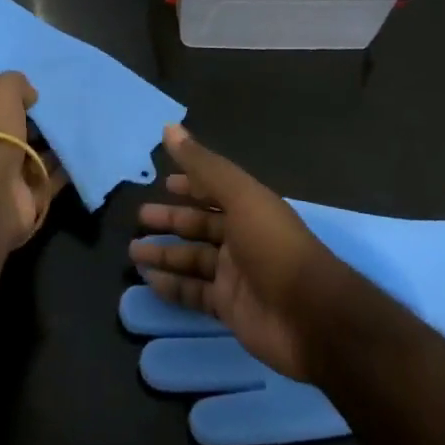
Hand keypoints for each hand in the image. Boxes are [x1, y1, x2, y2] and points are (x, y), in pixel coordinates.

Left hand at [0, 71, 65, 249]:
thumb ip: (14, 84)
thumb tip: (30, 94)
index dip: (12, 105)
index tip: (36, 97)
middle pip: (15, 137)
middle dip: (36, 127)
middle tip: (63, 112)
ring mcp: (5, 182)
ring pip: (35, 159)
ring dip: (54, 148)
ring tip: (79, 129)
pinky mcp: (28, 201)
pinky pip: (51, 180)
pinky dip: (66, 169)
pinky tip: (84, 153)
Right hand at [129, 125, 339, 382]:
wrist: (311, 316)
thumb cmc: (274, 246)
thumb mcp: (239, 196)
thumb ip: (203, 165)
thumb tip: (169, 127)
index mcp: (248, 206)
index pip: (213, 190)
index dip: (190, 185)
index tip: (164, 183)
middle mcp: (241, 237)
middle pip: (199, 225)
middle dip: (171, 220)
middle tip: (139, 218)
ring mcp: (235, 274)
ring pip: (193, 259)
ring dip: (165, 254)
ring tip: (133, 251)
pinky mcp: (230, 308)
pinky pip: (195, 294)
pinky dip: (172, 287)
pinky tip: (149, 281)